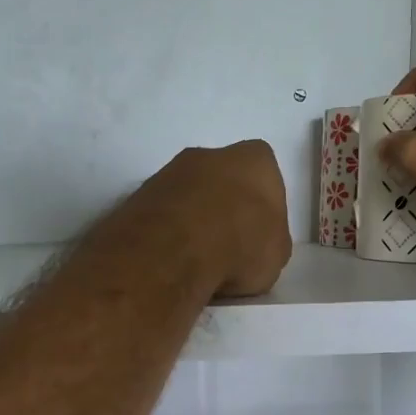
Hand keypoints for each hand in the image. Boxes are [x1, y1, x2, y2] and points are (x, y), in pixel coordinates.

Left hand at [135, 140, 290, 296]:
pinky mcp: (138, 196)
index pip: (263, 172)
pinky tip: (172, 260)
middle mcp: (209, 154)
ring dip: (193, 219)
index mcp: (253, 159)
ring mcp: (169, 172)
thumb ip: (271, 238)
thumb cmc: (240, 245)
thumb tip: (258, 244)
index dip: (262, 203)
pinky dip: (168, 232)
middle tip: (228, 245)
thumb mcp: (277, 253)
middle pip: (222, 179)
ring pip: (188, 194)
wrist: (172, 253)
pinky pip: (162, 213)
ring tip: (197, 259)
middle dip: (224, 206)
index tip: (258, 231)